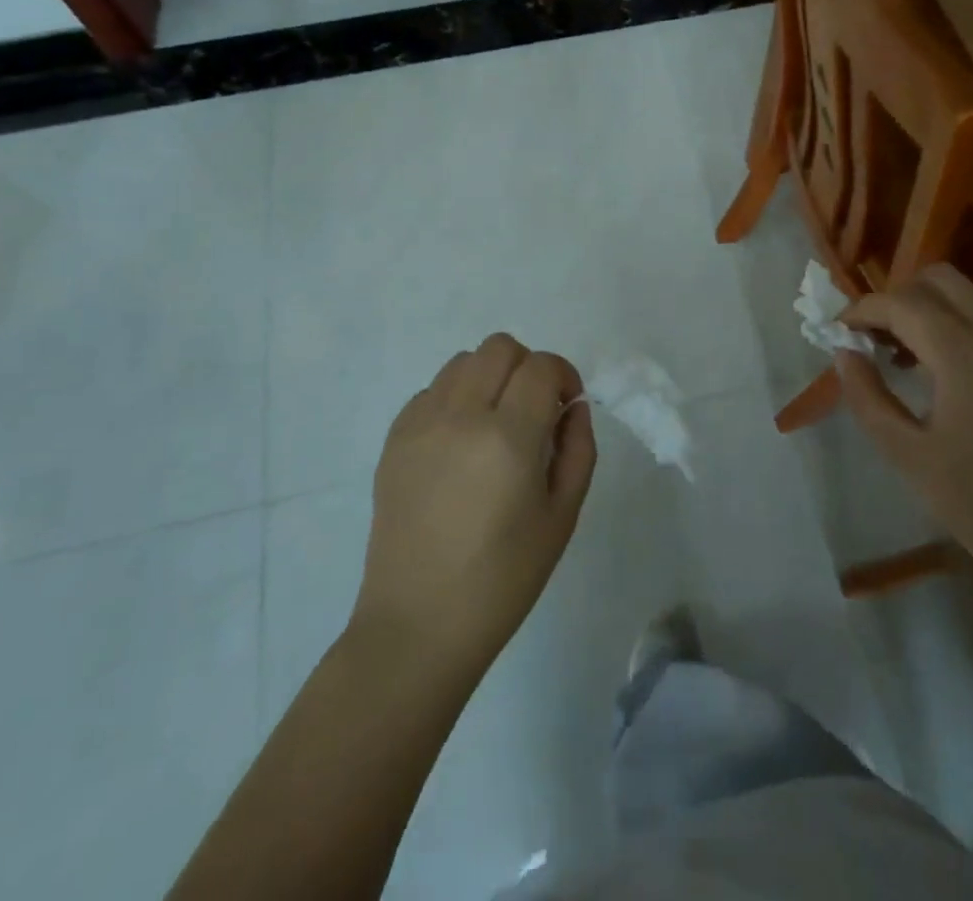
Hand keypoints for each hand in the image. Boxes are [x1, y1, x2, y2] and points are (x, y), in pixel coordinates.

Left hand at [353, 335, 595, 675]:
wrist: (419, 625)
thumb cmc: (503, 580)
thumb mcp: (562, 516)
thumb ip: (578, 449)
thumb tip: (573, 406)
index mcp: (509, 438)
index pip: (541, 366)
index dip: (563, 375)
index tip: (567, 404)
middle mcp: (461, 417)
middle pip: (500, 348)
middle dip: (528, 367)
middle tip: (534, 410)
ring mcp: (421, 424)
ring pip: (463, 361)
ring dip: (490, 377)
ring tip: (495, 422)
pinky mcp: (395, 439)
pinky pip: (431, 390)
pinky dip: (455, 399)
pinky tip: (460, 443)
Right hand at [834, 265, 972, 591]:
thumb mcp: (908, 457)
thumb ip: (868, 398)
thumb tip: (844, 354)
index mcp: (967, 361)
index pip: (905, 305)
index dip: (863, 309)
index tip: (836, 330)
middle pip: (941, 280)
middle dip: (897, 296)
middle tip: (871, 335)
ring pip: (968, 298)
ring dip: (926, 309)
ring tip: (897, 353)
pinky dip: (953, 326)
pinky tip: (936, 371)